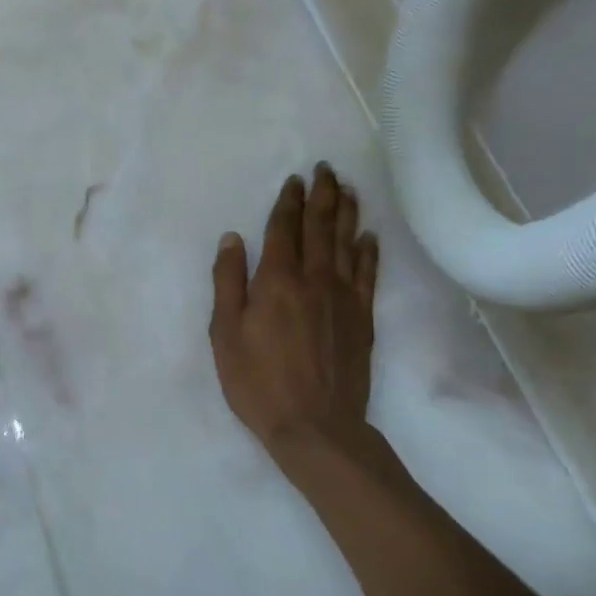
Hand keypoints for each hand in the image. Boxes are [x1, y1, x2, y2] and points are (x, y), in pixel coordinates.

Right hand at [210, 165, 383, 467]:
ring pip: (347, 243)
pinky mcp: (363, 317)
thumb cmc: (258, 381)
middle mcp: (314, 279)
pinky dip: (368, 251)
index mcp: (276, 280)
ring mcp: (344, 297)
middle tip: (326, 169)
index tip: (295, 179)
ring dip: (347, 213)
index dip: (289, 201)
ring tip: (349, 189)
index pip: (284, 229)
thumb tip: (233, 238)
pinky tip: (369, 236)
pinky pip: (368, 274)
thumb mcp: (225, 334)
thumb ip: (228, 282)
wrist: (316, 426)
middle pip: (320, 227)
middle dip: (322, 195)